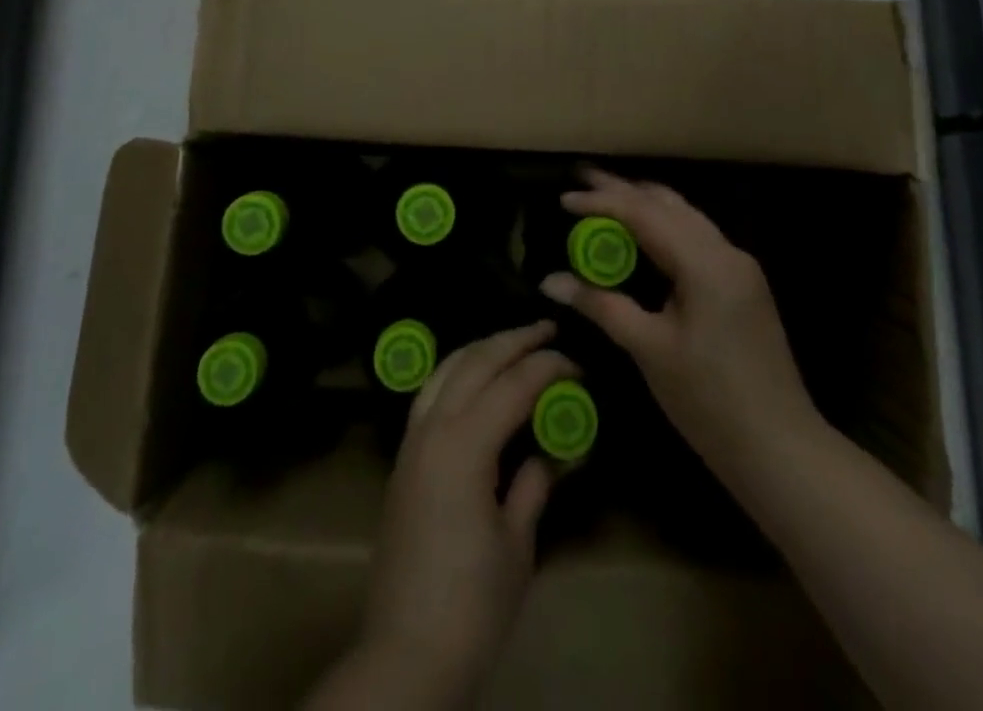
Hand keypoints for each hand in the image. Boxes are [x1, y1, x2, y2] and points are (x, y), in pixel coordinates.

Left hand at [334, 322, 575, 709]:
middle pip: (476, 361)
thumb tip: (555, 449)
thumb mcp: (517, 543)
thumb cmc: (473, 603)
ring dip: (482, 348)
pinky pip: (431, 391)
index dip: (548, 367)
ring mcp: (412, 439)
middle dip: (514, 340)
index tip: (578, 363)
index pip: (513, 384)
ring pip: (446, 368)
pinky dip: (457, 370)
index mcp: (464, 444)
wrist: (406, 651)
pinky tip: (475, 378)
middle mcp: (433, 427)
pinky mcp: (403, 456)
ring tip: (514, 342)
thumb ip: (535, 483)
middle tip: (548, 330)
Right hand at [539, 168, 825, 498]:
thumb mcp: (649, 350)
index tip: (563, 200)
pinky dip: (663, 226)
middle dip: (623, 190)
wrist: (781, 449)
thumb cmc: (710, 401)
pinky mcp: (742, 284)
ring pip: (685, 216)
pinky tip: (642, 233)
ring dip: (645, 204)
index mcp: (705, 264)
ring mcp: (739, 266)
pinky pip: (696, 236)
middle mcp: (726, 252)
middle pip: (668, 204)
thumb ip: (601, 306)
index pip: (645, 214)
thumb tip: (550, 281)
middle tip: (582, 181)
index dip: (602, 202)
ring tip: (606, 197)